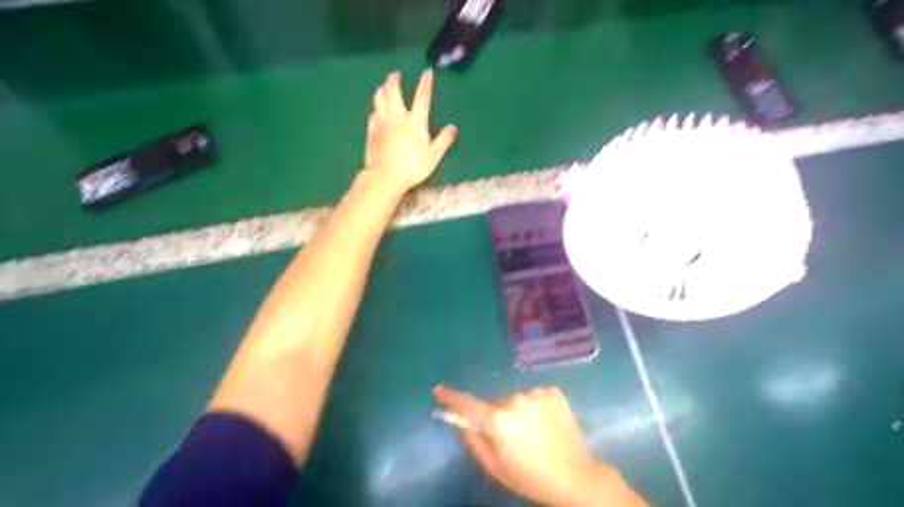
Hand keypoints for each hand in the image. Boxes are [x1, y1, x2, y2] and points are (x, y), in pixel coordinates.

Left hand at [362, 68, 455, 191]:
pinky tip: (377, 109)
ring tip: (384, 86)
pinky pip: (373, 112)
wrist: (385, 177)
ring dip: (382, 89)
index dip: (425, 83)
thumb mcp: (433, 157)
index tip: (427, 72)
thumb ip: (443, 141)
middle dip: (394, 79)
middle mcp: (397, 116)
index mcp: (415, 122)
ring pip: (379, 97)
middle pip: (393, 90)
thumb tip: (452, 128)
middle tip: (396, 74)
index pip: (422, 96)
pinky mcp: (371, 130)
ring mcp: (382, 122)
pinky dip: (376, 107)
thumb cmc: (412, 168)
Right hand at [432, 385, 618, 506]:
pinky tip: (546, 423)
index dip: (451, 397)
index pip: (467, 404)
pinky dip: (535, 406)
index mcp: (498, 420)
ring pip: (516, 399)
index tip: (439, 390)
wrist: (575, 477)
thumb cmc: (530, 477)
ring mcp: (536, 392)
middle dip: (496, 415)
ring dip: (517, 410)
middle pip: (495, 403)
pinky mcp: (553, 391)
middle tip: (509, 436)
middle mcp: (515, 399)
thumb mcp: (494, 466)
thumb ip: (472, 440)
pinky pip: (534, 396)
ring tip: (533, 432)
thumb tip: (458, 421)